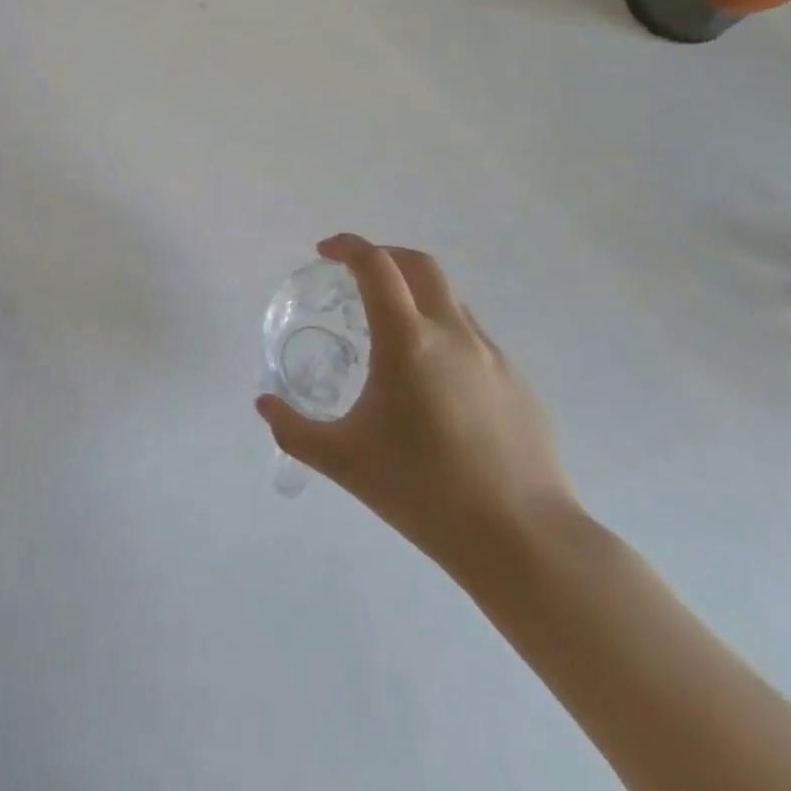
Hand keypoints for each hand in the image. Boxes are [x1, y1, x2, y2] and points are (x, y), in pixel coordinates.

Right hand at [256, 235, 579, 576]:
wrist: (526, 543)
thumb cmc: (424, 492)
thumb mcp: (343, 461)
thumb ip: (294, 429)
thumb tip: (264, 405)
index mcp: (408, 341)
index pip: (376, 266)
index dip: (348, 247)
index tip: (325, 252)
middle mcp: (454, 335)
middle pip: (420, 266)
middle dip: (385, 256)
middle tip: (358, 274)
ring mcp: (494, 358)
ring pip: (451, 302)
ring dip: (417, 298)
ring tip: (393, 337)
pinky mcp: (521, 386)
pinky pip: (475, 342)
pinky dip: (446, 338)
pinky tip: (436, 388)